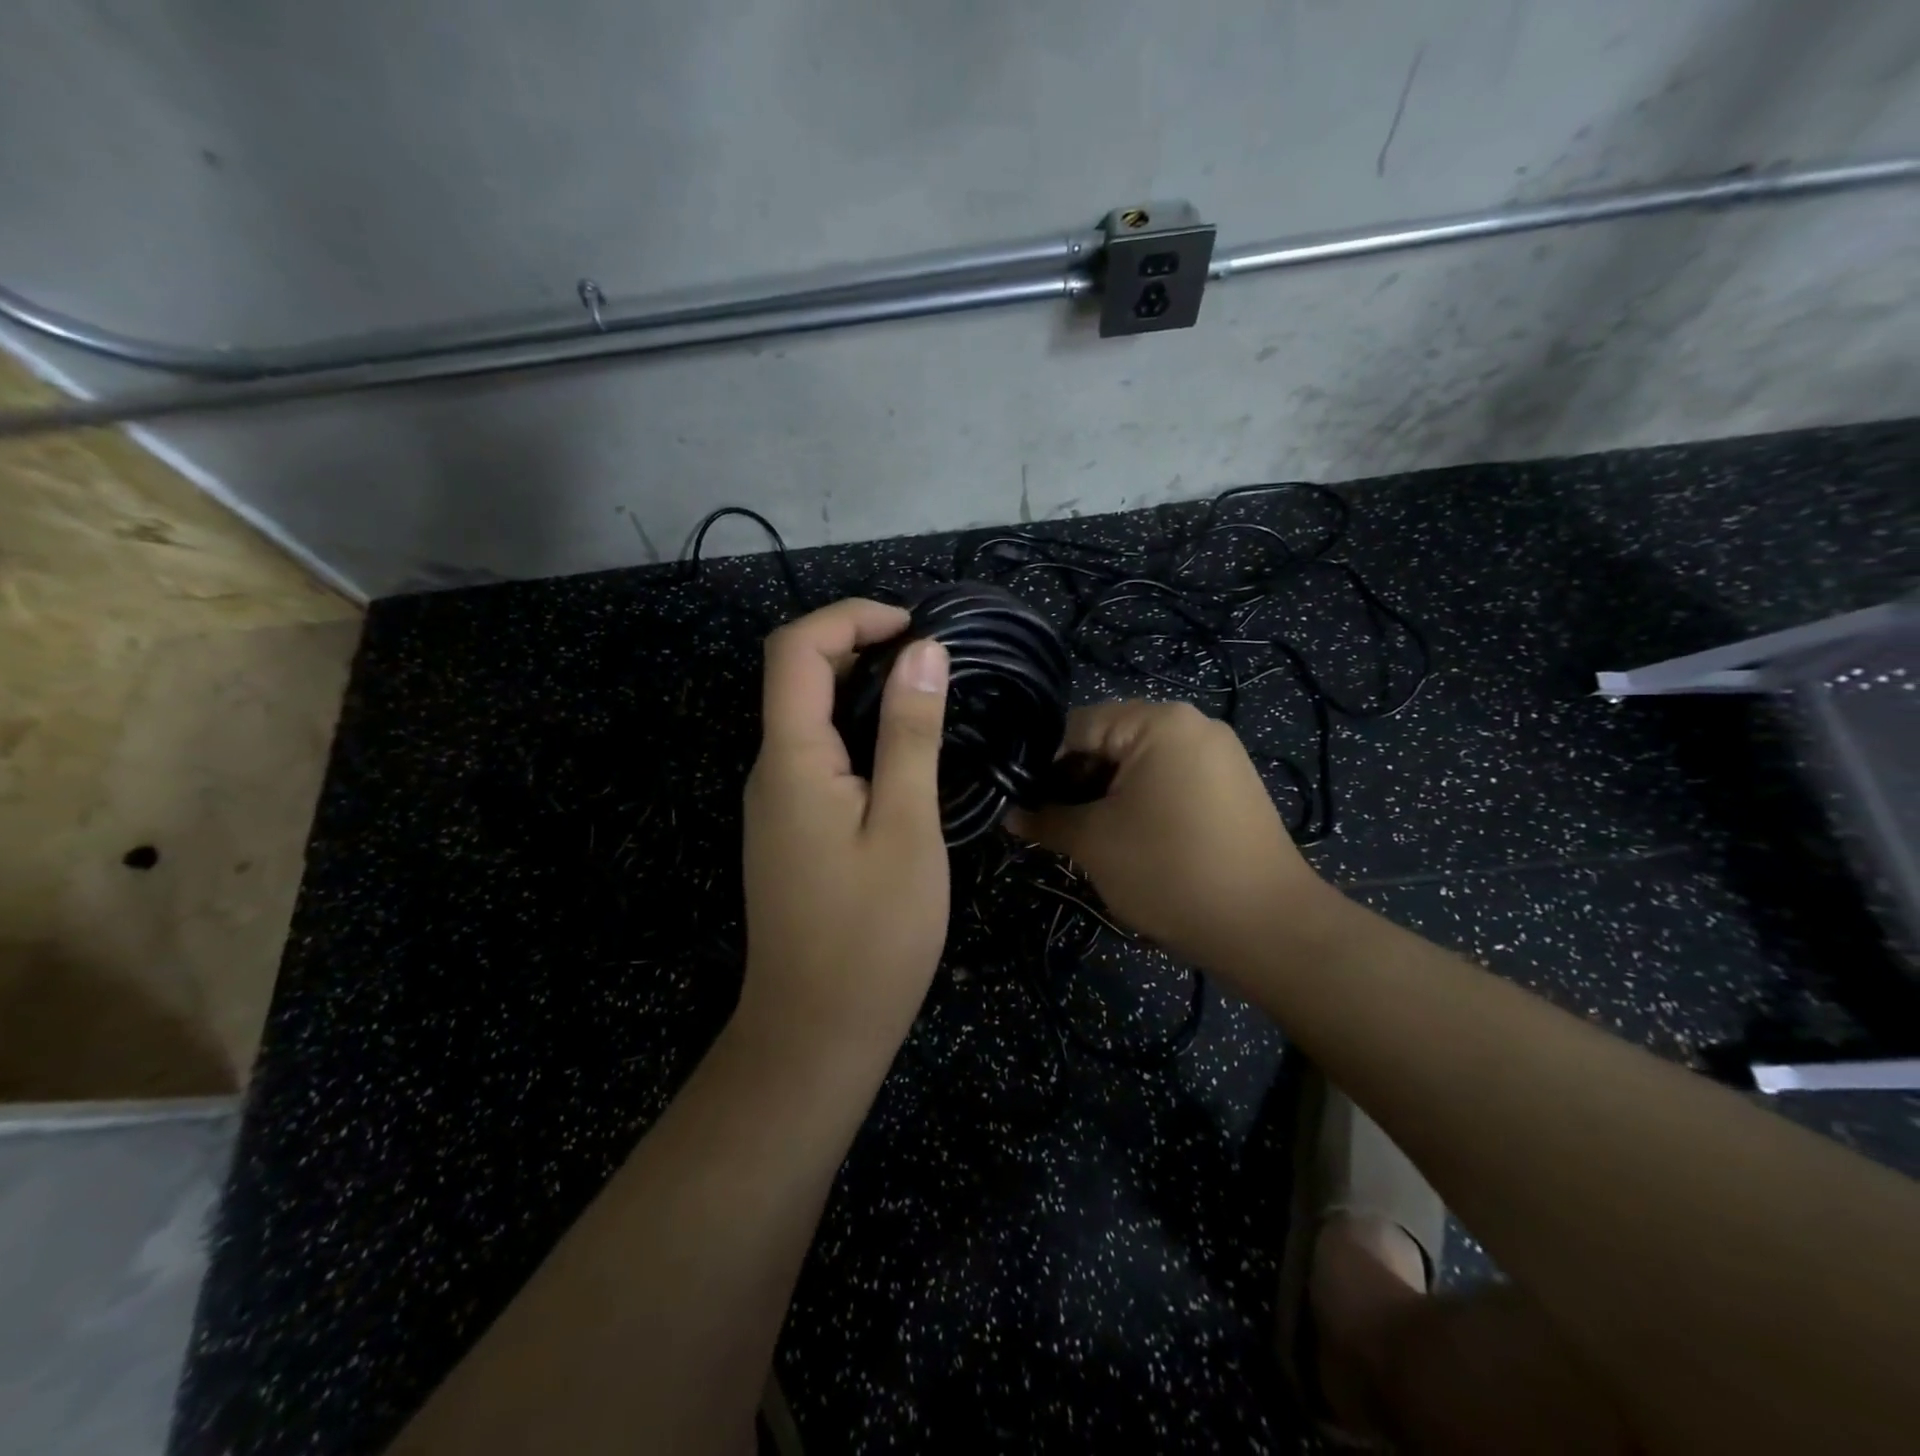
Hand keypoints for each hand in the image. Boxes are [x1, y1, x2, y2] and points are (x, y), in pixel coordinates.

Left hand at [739, 599, 951, 1057]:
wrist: (816, 1033)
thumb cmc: (872, 935)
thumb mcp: (906, 827)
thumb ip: (910, 735)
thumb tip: (924, 652)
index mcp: (791, 760)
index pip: (796, 649)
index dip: (850, 617)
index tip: (915, 627)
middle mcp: (770, 770)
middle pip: (797, 674)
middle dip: (860, 644)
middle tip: (933, 661)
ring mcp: (776, 802)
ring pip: (808, 715)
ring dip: (862, 688)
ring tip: (929, 697)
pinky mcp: (791, 828)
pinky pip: (817, 755)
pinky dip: (857, 730)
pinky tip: (902, 754)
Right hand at [1005, 701, 1336, 981]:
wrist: (1268, 928)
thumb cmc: (1170, 872)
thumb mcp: (1094, 844)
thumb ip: (1046, 819)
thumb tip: (1009, 813)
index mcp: (1158, 722)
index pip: (1076, 727)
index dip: (1041, 765)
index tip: (1022, 802)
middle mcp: (1192, 724)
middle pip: (1109, 741)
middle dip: (1075, 781)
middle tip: (1051, 824)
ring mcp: (1218, 754)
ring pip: (1138, 763)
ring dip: (1105, 795)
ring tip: (1086, 836)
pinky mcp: (1231, 785)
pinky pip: (1169, 779)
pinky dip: (1140, 802)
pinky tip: (1128, 838)